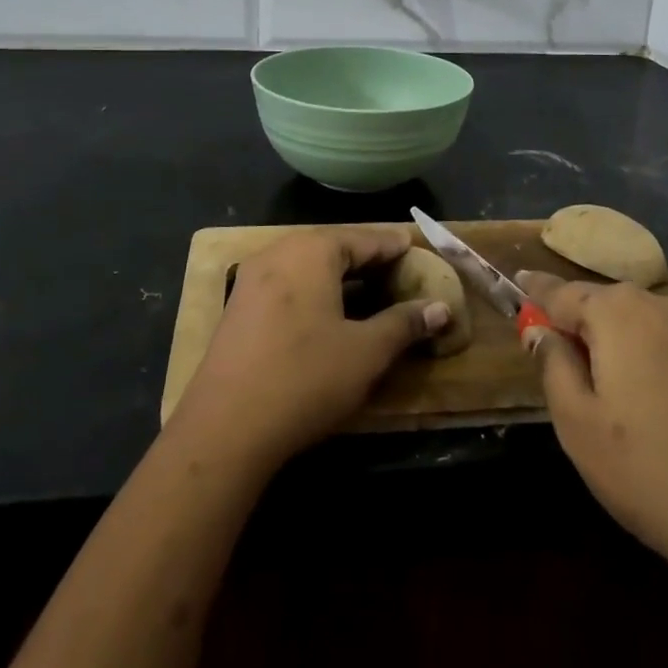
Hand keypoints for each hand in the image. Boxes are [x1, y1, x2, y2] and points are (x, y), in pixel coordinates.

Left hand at [172, 227, 449, 471]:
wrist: (225, 427)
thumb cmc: (305, 378)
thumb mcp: (366, 352)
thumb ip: (405, 323)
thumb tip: (442, 308)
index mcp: (312, 251)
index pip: (365, 239)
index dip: (395, 247)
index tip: (418, 251)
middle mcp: (279, 253)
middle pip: (333, 247)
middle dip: (368, 260)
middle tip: (399, 273)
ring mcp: (252, 279)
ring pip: (308, 266)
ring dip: (340, 277)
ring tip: (370, 293)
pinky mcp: (239, 307)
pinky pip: (287, 285)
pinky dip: (315, 291)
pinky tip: (329, 314)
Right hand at [517, 273, 667, 612]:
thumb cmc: (652, 474)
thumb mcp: (578, 427)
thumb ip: (553, 366)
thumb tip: (542, 330)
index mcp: (622, 315)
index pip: (563, 292)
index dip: (538, 292)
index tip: (520, 284)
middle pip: (617, 306)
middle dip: (591, 324)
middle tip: (577, 360)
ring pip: (665, 331)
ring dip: (641, 348)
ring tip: (637, 398)